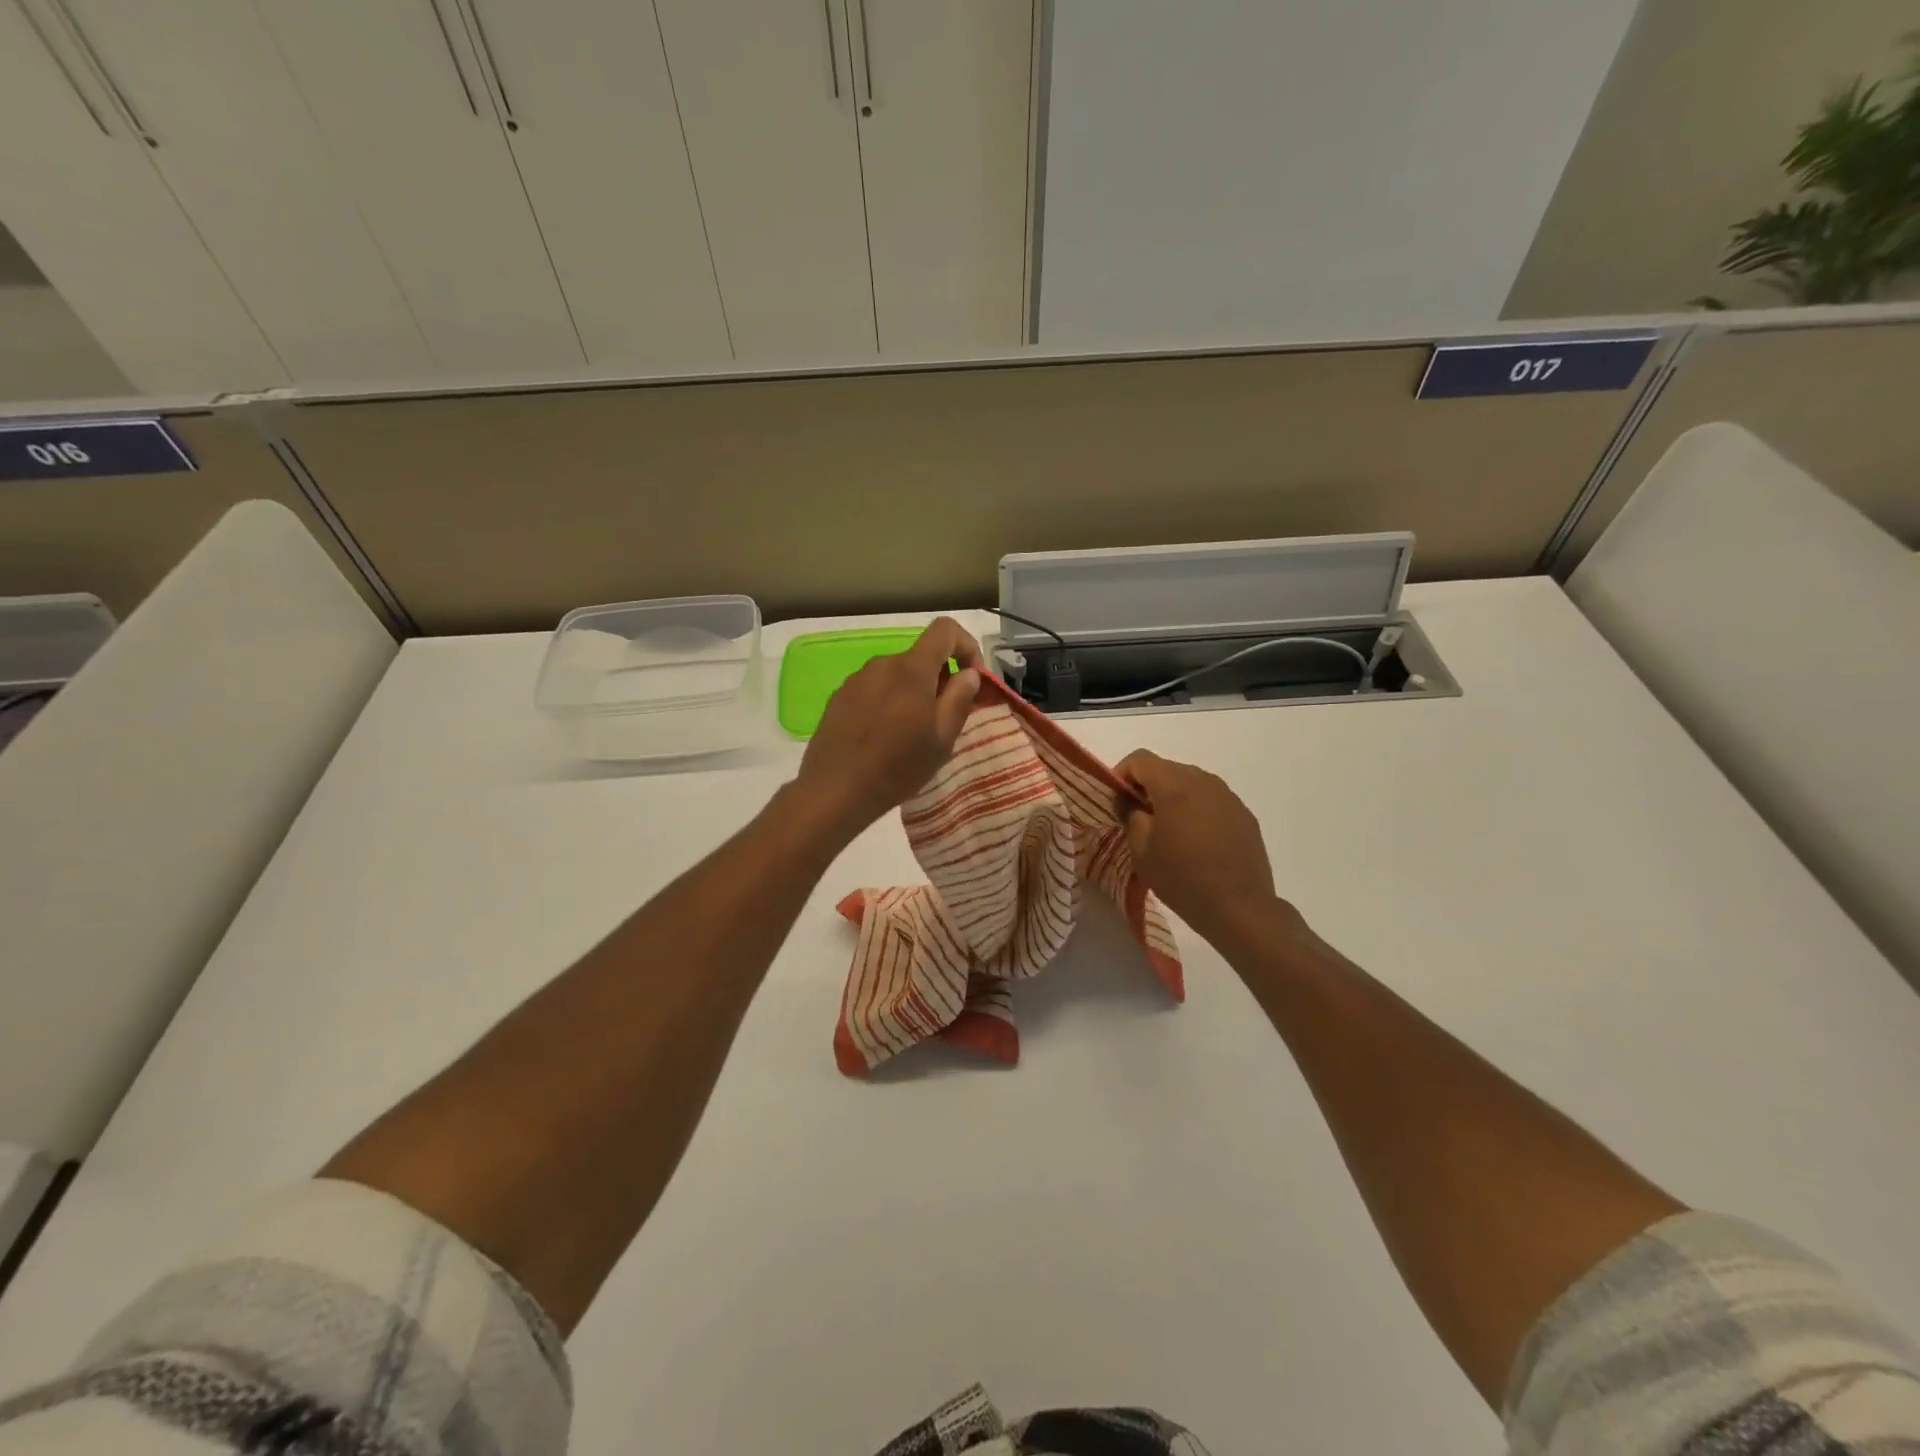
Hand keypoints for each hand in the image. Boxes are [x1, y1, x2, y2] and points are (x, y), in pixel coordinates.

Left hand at [794, 617, 982, 838]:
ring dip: (912, 693)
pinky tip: (883, 736)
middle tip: (943, 719)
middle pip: (921, 657)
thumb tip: (969, 673)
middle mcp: (882, 664)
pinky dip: (888, 702)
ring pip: (897, 675)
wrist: (836, 789)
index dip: (966, 645)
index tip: (972, 677)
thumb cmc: (898, 766)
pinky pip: (875, 689)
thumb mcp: (942, 738)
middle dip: (939, 679)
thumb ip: (960, 698)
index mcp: (912, 669)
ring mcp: (857, 679)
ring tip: (911, 732)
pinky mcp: (839, 697)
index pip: (945, 630)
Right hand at [1115, 749, 1302, 950]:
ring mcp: (1228, 796)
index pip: (1140, 759)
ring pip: (1191, 783)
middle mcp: (1203, 781)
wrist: (1239, 908)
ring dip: (1173, 797)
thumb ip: (1130, 815)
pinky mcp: (1244, 814)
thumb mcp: (1141, 850)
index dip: (1122, 774)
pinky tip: (1196, 841)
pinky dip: (1197, 810)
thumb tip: (1129, 800)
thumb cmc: (1181, 878)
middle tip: (1139, 818)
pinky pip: (1212, 800)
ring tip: (1169, 830)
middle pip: (1166, 768)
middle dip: (1147, 787)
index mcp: (1174, 785)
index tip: (1116, 801)